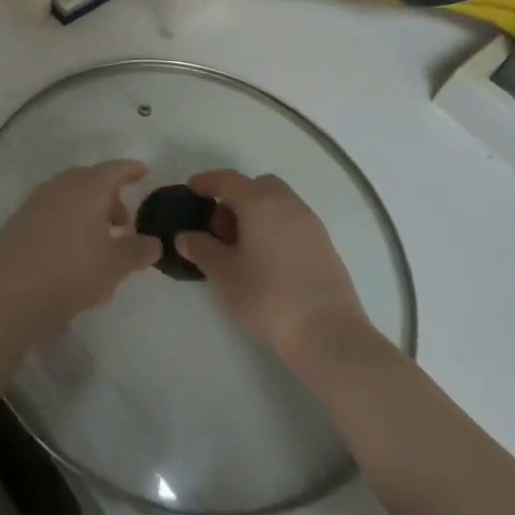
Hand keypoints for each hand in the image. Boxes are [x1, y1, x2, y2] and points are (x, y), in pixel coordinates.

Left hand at [0, 160, 160, 331]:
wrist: (13, 290)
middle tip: (123, 221)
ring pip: (70, 193)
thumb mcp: (115, 265)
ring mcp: (37, 199)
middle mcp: (62, 185)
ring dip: (87, 208)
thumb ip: (138, 250)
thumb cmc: (72, 271)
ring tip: (99, 237)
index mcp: (88, 188)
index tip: (142, 172)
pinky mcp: (21, 217)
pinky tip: (70, 245)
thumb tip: (153, 242)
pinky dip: (67, 217)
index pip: (114, 169)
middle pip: (90, 180)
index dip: (130, 170)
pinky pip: (52, 208)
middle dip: (109, 195)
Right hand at [175, 169, 376, 379]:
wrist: (329, 334)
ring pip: (278, 203)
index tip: (191, 190)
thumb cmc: (268, 296)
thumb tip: (186, 237)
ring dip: (257, 214)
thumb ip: (201, 249)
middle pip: (257, 186)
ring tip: (242, 247)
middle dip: (236, 198)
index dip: (206, 181)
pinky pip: (292, 223)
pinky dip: (275, 228)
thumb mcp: (223, 274)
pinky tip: (267, 260)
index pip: (228, 179)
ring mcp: (311, 224)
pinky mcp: (325, 246)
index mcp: (260, 202)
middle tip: (220, 227)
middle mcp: (287, 204)